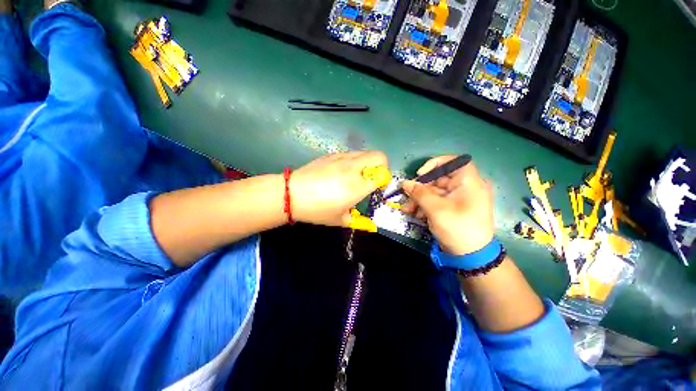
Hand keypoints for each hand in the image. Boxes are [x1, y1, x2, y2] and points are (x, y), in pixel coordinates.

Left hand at [290, 151, 387, 226]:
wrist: (292, 194)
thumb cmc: (317, 210)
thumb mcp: (340, 220)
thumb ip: (358, 220)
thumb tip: (369, 224)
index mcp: (357, 186)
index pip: (382, 175)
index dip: (384, 181)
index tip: (377, 188)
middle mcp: (353, 168)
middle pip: (379, 156)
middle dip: (381, 166)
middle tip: (371, 178)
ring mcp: (342, 158)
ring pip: (365, 153)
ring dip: (367, 163)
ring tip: (356, 175)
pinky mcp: (332, 154)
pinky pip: (351, 154)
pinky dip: (354, 161)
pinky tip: (341, 172)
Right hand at [402, 156, 494, 255]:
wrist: (470, 256)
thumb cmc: (457, 228)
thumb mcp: (435, 209)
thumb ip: (419, 193)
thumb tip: (405, 183)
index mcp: (470, 182)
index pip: (455, 162)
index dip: (435, 164)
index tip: (420, 174)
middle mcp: (466, 187)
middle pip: (439, 179)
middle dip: (420, 189)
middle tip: (407, 198)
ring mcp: (459, 198)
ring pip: (435, 191)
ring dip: (419, 199)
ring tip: (407, 210)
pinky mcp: (453, 208)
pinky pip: (437, 201)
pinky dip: (425, 206)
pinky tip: (416, 214)